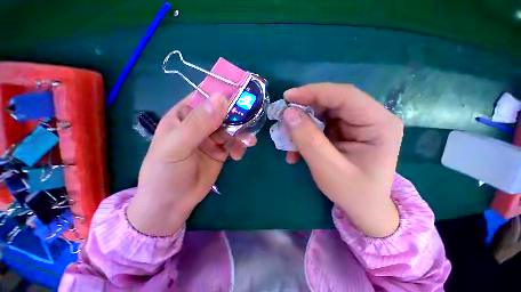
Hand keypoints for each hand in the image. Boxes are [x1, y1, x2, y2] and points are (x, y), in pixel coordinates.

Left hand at [127, 93, 256, 235]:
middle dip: (238, 115)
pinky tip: (239, 155)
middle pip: (223, 112)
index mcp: (185, 115)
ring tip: (247, 142)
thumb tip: (222, 98)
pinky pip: (235, 143)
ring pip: (232, 128)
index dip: (223, 92)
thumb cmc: (165, 172)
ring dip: (241, 134)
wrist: (171, 203)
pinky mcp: (221, 151)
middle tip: (252, 118)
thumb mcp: (177, 145)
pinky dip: (240, 147)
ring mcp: (212, 138)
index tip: (243, 91)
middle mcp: (200, 123)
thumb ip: (199, 123)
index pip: (206, 96)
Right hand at [282, 83, 402, 237]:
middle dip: (304, 110)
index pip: (344, 96)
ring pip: (322, 114)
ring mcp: (356, 124)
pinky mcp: (344, 131)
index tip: (287, 97)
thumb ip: (307, 139)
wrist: (364, 208)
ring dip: (302, 126)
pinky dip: (305, 135)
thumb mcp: (327, 168)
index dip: (313, 92)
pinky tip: (296, 151)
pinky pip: (320, 125)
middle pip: (332, 102)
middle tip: (283, 119)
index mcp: (379, 123)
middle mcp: (370, 118)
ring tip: (288, 142)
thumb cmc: (352, 192)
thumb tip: (288, 113)